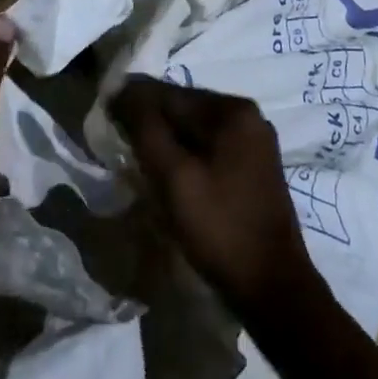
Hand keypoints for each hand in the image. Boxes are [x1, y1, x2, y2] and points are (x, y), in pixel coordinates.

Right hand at [109, 77, 323, 316]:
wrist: (273, 289)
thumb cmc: (220, 228)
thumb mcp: (174, 177)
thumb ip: (146, 128)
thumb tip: (123, 89)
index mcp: (233, 110)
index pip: (170, 94)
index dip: (134, 103)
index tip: (104, 117)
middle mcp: (248, 117)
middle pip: (185, 109)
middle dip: (151, 123)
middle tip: (119, 144)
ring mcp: (254, 144)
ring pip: (195, 131)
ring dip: (166, 142)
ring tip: (138, 162)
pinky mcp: (254, 169)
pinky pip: (209, 150)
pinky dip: (186, 157)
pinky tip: (168, 178)